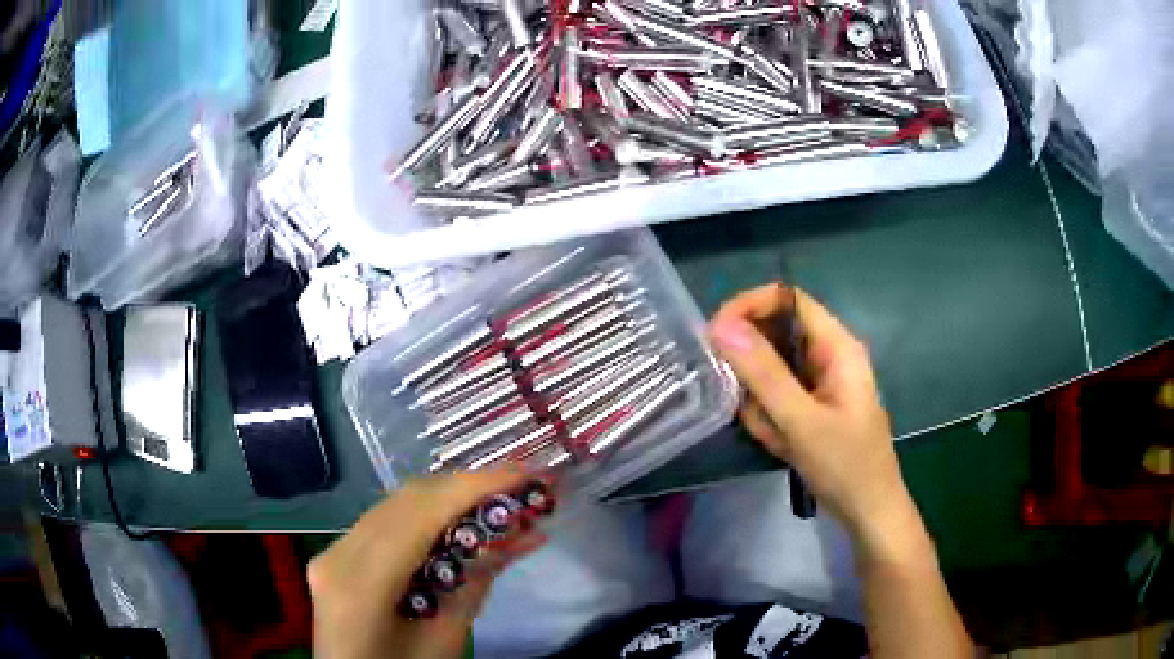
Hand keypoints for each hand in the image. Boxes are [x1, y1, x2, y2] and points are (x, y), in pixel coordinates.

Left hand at [308, 468, 544, 658]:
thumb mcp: (446, 640)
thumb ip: (475, 584)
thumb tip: (518, 534)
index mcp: (360, 584)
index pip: (420, 514)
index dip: (475, 487)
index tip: (527, 474)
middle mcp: (338, 553)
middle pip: (407, 501)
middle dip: (467, 487)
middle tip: (522, 486)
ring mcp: (332, 551)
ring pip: (396, 505)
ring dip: (449, 499)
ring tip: (499, 500)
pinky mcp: (338, 555)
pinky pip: (386, 522)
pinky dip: (427, 516)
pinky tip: (459, 521)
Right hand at [707, 284, 911, 541]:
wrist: (868, 511)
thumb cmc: (845, 465)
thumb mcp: (801, 421)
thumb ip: (763, 373)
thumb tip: (720, 326)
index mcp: (836, 346)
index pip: (787, 300)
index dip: (749, 307)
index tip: (715, 334)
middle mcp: (828, 355)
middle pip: (775, 335)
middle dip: (754, 370)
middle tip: (745, 402)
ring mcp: (819, 382)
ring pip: (770, 372)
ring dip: (762, 403)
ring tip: (776, 436)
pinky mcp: (811, 404)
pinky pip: (776, 398)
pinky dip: (769, 419)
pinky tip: (782, 445)